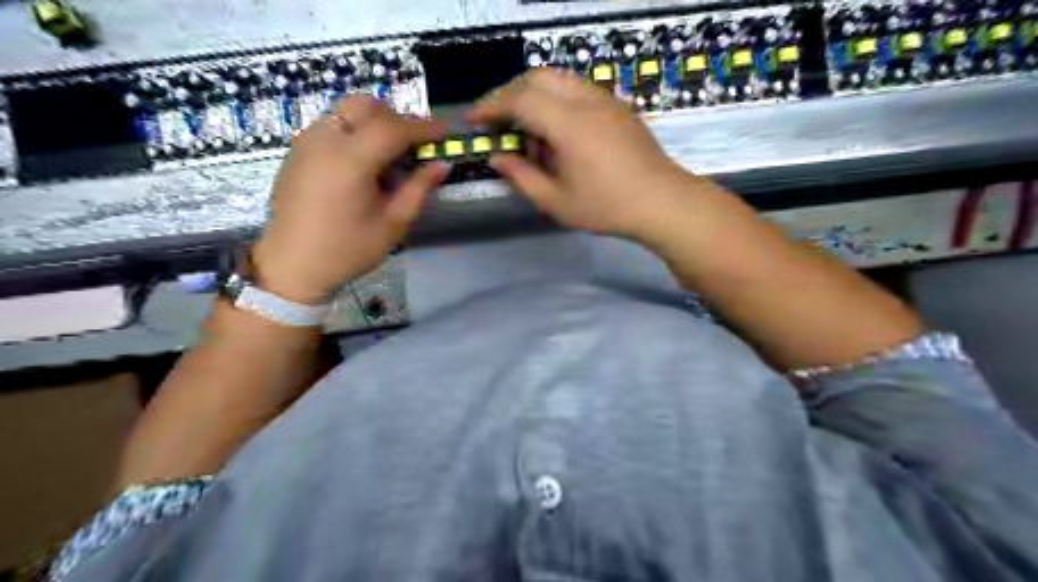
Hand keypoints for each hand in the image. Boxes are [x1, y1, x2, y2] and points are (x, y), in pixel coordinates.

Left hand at [253, 93, 447, 304]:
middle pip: (366, 105)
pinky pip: (331, 124)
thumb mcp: (392, 224)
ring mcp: (306, 142)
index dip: (423, 127)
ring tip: (389, 154)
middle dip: (396, 117)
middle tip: (413, 144)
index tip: (444, 133)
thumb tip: (442, 164)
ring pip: (346, 110)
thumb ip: (418, 188)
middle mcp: (325, 140)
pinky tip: (363, 162)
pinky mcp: (297, 150)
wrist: (291, 265)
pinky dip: (354, 130)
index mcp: (350, 160)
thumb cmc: (347, 250)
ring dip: (374, 122)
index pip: (393, 128)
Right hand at [471, 66, 705, 239]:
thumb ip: (521, 177)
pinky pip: (577, 89)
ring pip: (559, 78)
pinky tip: (557, 129)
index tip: (474, 120)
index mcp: (568, 124)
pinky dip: (556, 98)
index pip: (520, 99)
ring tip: (526, 127)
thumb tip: (497, 157)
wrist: (662, 201)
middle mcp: (585, 100)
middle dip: (510, 94)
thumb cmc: (606, 207)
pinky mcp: (617, 105)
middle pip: (537, 77)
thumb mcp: (556, 201)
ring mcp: (605, 99)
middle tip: (497, 121)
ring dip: (534, 93)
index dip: (491, 107)